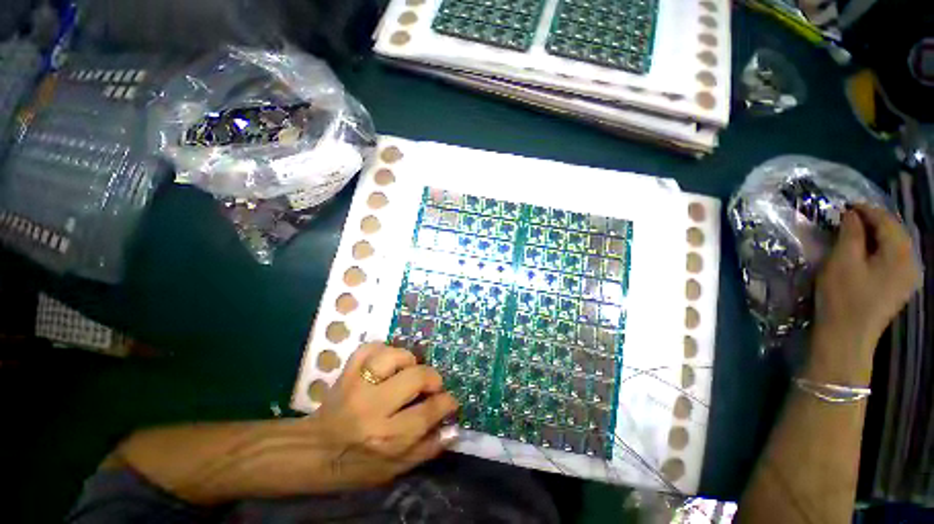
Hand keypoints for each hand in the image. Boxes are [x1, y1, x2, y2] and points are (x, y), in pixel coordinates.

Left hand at [312, 343, 459, 488]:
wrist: (311, 452)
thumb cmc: (355, 465)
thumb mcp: (393, 470)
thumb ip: (426, 449)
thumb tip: (454, 429)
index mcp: (385, 437)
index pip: (428, 412)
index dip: (446, 403)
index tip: (450, 401)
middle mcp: (372, 408)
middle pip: (416, 377)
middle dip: (432, 378)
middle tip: (432, 386)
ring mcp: (357, 385)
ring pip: (393, 356)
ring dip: (408, 361)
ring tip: (409, 371)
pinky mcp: (346, 372)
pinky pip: (369, 347)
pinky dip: (383, 349)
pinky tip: (388, 362)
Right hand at [810, 205, 921, 382]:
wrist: (847, 336)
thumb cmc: (843, 297)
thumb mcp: (842, 261)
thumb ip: (850, 234)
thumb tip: (852, 215)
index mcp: (900, 255)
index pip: (887, 221)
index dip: (866, 210)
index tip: (845, 206)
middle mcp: (911, 263)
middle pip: (895, 233)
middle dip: (873, 222)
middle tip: (848, 218)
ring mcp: (908, 278)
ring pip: (895, 246)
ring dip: (876, 236)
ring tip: (855, 233)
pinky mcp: (899, 288)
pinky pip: (893, 260)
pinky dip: (880, 250)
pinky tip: (866, 253)